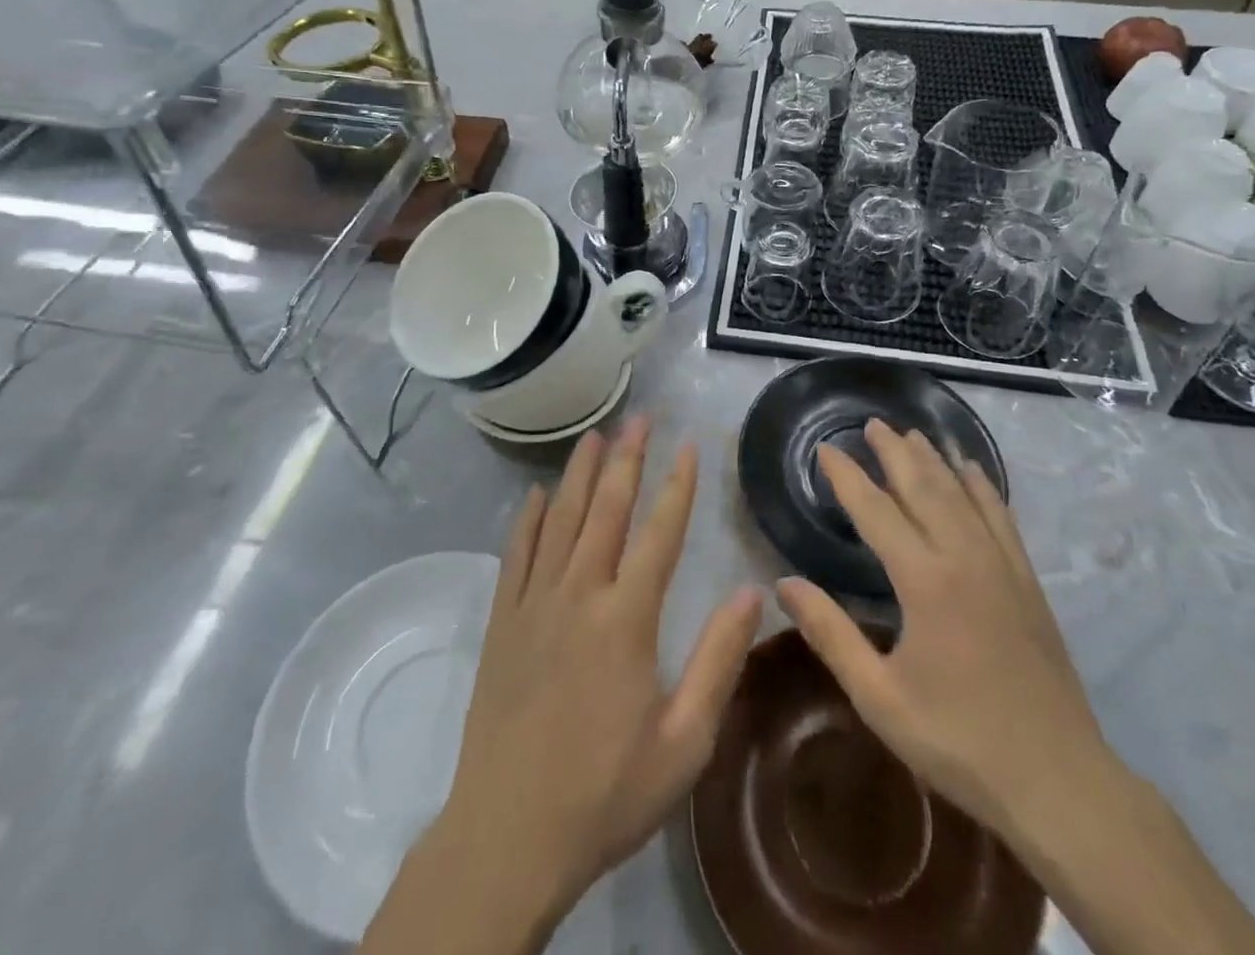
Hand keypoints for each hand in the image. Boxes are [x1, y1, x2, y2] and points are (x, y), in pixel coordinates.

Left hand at [434, 417, 762, 920]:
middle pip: (606, 510)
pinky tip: (538, 495)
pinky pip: (516, 554)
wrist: (507, 836)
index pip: (660, 533)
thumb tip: (752, 593)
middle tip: (640, 418)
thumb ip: (718, 662)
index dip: (678, 486)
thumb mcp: (683, 743)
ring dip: (579, 474)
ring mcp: (534, 604)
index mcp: (626, 619)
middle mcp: (578, 594)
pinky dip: (528, 519)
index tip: (689, 445)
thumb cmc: (605, 793)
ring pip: (560, 520)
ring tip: (594, 436)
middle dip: (627, 459)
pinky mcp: (502, 621)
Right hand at [776, 419, 1112, 842]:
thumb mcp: (880, 696)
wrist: (1058, 781)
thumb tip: (784, 583)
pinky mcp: (1027, 581)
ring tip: (912, 434)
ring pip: (962, 494)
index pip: (875, 510)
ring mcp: (1001, 565)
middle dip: (893, 452)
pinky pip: (1001, 517)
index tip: (825, 449)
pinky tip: (973, 471)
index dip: (847, 476)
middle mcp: (963, 557)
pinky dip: (983, 486)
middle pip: (923, 487)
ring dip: (934, 460)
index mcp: (923, 580)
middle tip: (871, 424)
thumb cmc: (958, 739)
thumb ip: (830, 634)